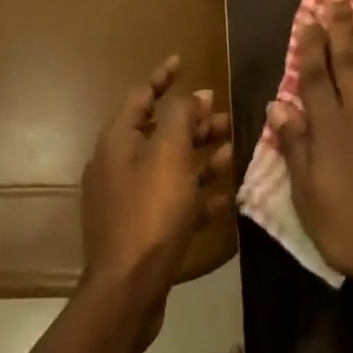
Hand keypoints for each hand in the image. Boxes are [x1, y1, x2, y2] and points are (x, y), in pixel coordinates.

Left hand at [81, 58, 233, 347]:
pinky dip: (197, 195)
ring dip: (202, 157)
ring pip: (171, 166)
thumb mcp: (171, 154)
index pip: (141, 95)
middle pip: (160, 132)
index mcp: (118, 140)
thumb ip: (183, 116)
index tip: (183, 61)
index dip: (163, 76)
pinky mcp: (140, 228)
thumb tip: (193, 95)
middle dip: (195, 123)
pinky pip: (172, 200)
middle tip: (227, 117)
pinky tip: (226, 199)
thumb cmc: (150, 212)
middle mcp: (118, 164)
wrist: (127, 290)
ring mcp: (128, 198)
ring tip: (234, 153)